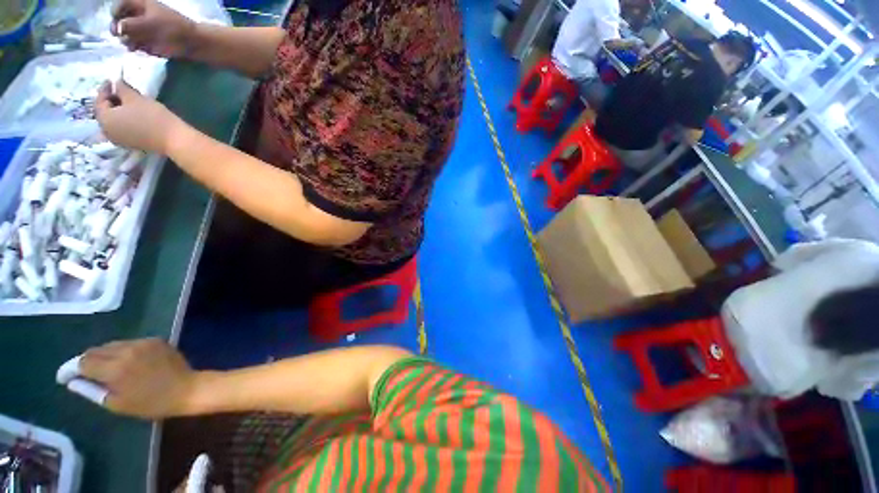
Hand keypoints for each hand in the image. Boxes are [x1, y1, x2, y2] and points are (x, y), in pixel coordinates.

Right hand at [80, 339, 195, 418]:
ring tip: (102, 369)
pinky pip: (129, 343)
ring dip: (103, 355)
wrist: (187, 388)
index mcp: (114, 368)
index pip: (83, 362)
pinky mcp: (155, 340)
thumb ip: (92, 391)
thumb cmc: (151, 403)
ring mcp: (142, 342)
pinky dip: (121, 351)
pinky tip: (124, 362)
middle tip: (82, 374)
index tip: (64, 377)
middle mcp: (126, 350)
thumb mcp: (117, 404)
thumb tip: (73, 381)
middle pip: (96, 350)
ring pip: (112, 345)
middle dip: (85, 361)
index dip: (70, 369)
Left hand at [95, 80, 181, 153]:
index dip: (105, 89)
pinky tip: (132, 116)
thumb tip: (116, 83)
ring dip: (117, 112)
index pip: (99, 101)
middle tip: (120, 92)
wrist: (173, 139)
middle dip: (111, 102)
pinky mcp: (130, 144)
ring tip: (127, 104)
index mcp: (104, 119)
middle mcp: (106, 131)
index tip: (112, 80)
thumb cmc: (152, 116)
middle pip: (105, 113)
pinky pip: (121, 130)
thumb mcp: (135, 97)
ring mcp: (118, 140)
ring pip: (113, 122)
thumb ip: (121, 88)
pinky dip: (123, 121)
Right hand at [112, 0, 195, 57]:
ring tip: (136, 44)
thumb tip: (116, 28)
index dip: (115, 13)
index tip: (118, 22)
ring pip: (125, 34)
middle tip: (123, 35)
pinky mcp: (146, 41)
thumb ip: (130, 25)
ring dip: (127, 40)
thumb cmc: (172, 29)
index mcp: (140, 4)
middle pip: (119, 20)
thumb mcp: (149, 24)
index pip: (119, 5)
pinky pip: (134, 44)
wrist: (192, 43)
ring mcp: (142, 28)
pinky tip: (140, 49)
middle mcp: (138, 15)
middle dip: (119, 29)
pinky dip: (136, 47)